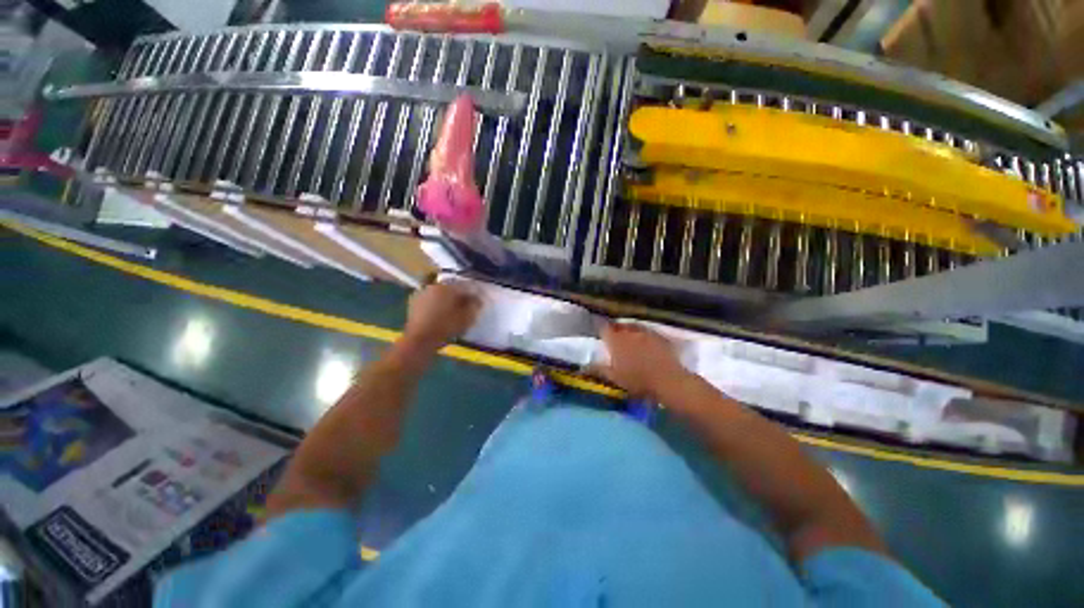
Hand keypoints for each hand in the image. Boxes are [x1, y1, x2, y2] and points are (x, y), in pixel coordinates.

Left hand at [402, 282, 480, 352]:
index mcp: (449, 287)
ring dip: (448, 300)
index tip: (479, 301)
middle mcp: (435, 285)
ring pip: (440, 294)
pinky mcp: (414, 303)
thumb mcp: (467, 317)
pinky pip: (431, 301)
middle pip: (452, 288)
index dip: (475, 293)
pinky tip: (440, 315)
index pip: (466, 286)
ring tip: (453, 311)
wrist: (420, 340)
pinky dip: (437, 305)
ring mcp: (422, 293)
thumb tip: (477, 299)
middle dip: (460, 296)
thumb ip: (475, 306)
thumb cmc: (446, 327)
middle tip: (467, 306)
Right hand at [593, 324, 688, 398]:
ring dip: (630, 331)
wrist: (668, 380)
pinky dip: (645, 336)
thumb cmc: (637, 380)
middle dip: (616, 331)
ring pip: (634, 327)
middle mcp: (629, 332)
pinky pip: (648, 332)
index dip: (602, 331)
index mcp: (616, 340)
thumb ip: (598, 369)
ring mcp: (645, 332)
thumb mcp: (614, 378)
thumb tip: (583, 366)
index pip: (604, 329)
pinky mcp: (659, 336)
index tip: (602, 337)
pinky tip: (647, 343)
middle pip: (619, 326)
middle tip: (616, 339)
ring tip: (630, 339)